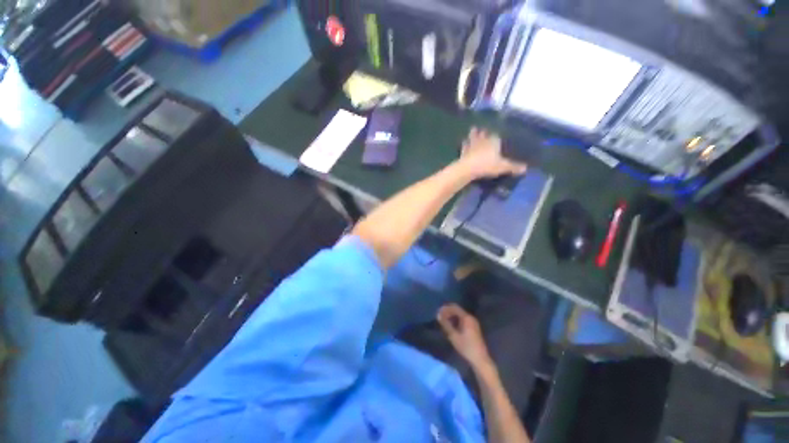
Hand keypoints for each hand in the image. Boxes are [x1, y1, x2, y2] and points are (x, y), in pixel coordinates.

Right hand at [437, 303, 491, 369]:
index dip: (445, 308)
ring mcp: (473, 322)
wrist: (480, 359)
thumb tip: (438, 315)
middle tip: (440, 316)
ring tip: (443, 321)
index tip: (438, 312)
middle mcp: (471, 317)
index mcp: (467, 317)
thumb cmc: (466, 347)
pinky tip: (451, 326)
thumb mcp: (453, 336)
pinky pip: (463, 320)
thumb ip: (445, 324)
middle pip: (457, 310)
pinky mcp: (474, 328)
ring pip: (460, 315)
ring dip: (451, 316)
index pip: (454, 307)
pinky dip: (456, 320)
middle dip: (448, 312)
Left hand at [457, 128, 527, 178]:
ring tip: (474, 129)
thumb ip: (513, 167)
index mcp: (493, 141)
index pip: (496, 135)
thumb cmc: (487, 165)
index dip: (496, 136)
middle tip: (484, 130)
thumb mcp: (503, 167)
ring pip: (473, 136)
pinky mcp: (463, 151)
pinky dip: (465, 143)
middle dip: (484, 132)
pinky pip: (464, 145)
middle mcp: (483, 140)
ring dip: (473, 134)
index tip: (497, 136)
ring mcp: (472, 144)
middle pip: (484, 133)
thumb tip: (526, 168)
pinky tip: (464, 142)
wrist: (468, 168)